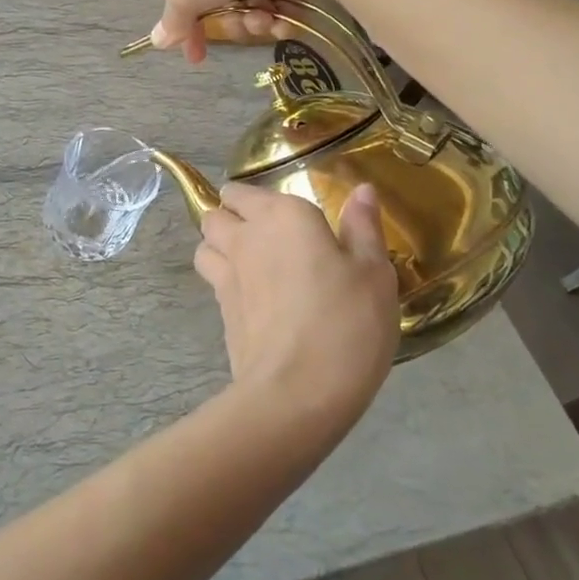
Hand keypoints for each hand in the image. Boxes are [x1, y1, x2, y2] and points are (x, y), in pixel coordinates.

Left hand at [193, 182, 400, 429]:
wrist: (298, 389)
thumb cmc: (347, 321)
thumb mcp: (373, 272)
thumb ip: (363, 227)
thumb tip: (361, 190)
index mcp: (282, 215)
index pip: (244, 190)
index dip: (254, 199)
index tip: (279, 212)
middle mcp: (245, 236)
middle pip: (216, 213)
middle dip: (230, 216)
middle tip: (263, 235)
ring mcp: (226, 273)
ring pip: (205, 244)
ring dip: (218, 245)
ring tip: (248, 261)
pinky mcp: (220, 309)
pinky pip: (211, 279)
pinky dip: (222, 279)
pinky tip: (250, 297)